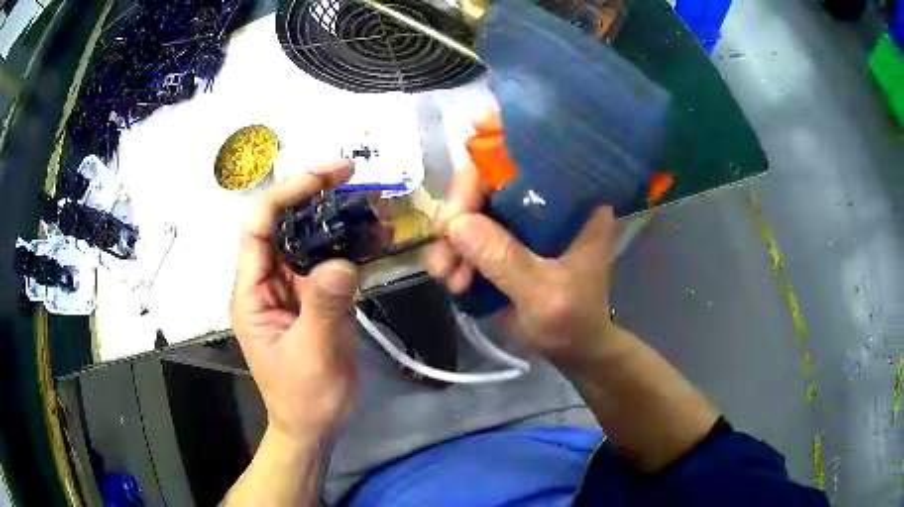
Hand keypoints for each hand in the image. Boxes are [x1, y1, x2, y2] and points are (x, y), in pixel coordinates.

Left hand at [230, 160, 359, 442]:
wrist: (314, 424)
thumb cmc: (304, 396)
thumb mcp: (313, 355)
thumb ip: (324, 307)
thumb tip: (343, 262)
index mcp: (252, 292)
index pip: (257, 227)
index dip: (285, 195)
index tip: (324, 178)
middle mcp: (268, 281)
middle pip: (284, 224)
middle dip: (315, 195)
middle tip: (354, 177)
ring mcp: (291, 287)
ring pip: (309, 238)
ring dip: (337, 217)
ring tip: (371, 201)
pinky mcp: (314, 296)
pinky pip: (329, 260)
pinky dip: (351, 244)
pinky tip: (376, 236)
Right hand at [425, 112, 618, 359]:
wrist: (568, 347)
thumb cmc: (573, 320)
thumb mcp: (546, 296)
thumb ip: (505, 261)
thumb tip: (455, 224)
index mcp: (573, 202)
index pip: (541, 152)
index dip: (509, 133)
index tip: (476, 125)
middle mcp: (543, 200)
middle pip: (489, 176)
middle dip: (461, 207)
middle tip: (447, 240)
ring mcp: (516, 219)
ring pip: (468, 206)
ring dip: (450, 239)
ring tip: (449, 276)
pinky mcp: (496, 239)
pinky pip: (461, 233)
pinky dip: (449, 254)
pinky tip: (452, 280)